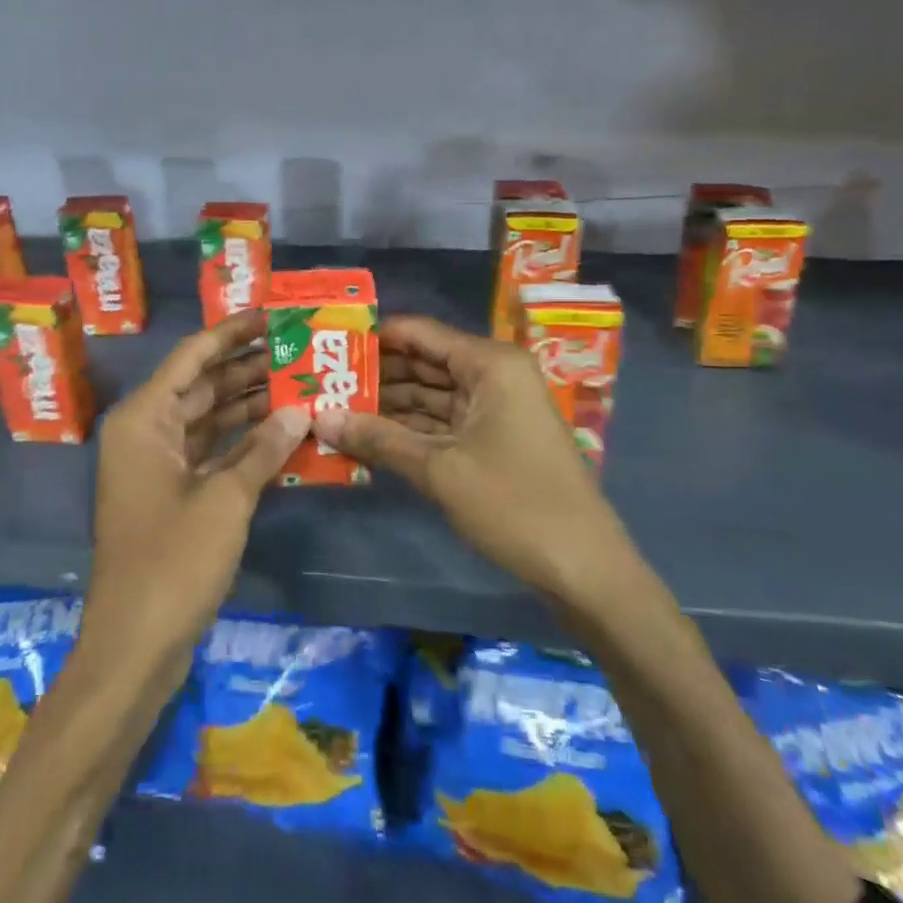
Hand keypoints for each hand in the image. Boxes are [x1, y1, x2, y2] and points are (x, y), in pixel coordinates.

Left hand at [84, 312, 309, 682]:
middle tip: (298, 349)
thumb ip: (264, 449)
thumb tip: (300, 409)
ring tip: (300, 383)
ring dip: (249, 406)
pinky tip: (283, 433)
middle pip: (201, 386)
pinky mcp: (171, 495)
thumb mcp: (225, 499)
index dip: (232, 332)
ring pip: (208, 420)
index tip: (272, 314)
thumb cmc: (173, 561)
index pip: (192, 356)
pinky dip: (242, 444)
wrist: (135, 644)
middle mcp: (145, 432)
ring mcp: (157, 465)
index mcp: (144, 419)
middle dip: (248, 369)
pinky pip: (210, 453)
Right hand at [311, 314, 636, 605]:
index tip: (327, 343)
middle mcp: (493, 375)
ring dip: (388, 406)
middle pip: (423, 363)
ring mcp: (495, 408)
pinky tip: (367, 437)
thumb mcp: (439, 470)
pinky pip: (443, 423)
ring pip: (430, 396)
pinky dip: (409, 431)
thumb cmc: (513, 504)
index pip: (419, 333)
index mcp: (489, 363)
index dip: (373, 337)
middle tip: (320, 381)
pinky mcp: (494, 439)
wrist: (584, 569)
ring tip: (333, 408)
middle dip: (375, 374)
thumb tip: (318, 417)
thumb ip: (377, 439)